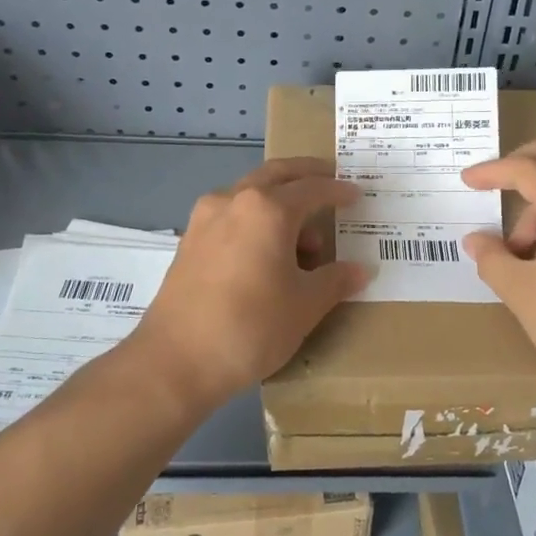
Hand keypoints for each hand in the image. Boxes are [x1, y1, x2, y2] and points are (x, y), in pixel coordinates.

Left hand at [132, 158, 370, 405]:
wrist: (175, 361)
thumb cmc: (251, 326)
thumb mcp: (305, 306)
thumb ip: (335, 280)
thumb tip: (360, 270)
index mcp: (268, 209)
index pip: (312, 189)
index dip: (338, 191)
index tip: (356, 194)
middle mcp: (234, 201)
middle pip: (276, 175)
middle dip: (305, 174)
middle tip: (329, 179)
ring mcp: (206, 219)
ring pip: (250, 195)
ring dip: (279, 203)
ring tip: (303, 240)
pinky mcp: (189, 241)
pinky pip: (232, 216)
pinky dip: (255, 220)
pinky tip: (266, 252)